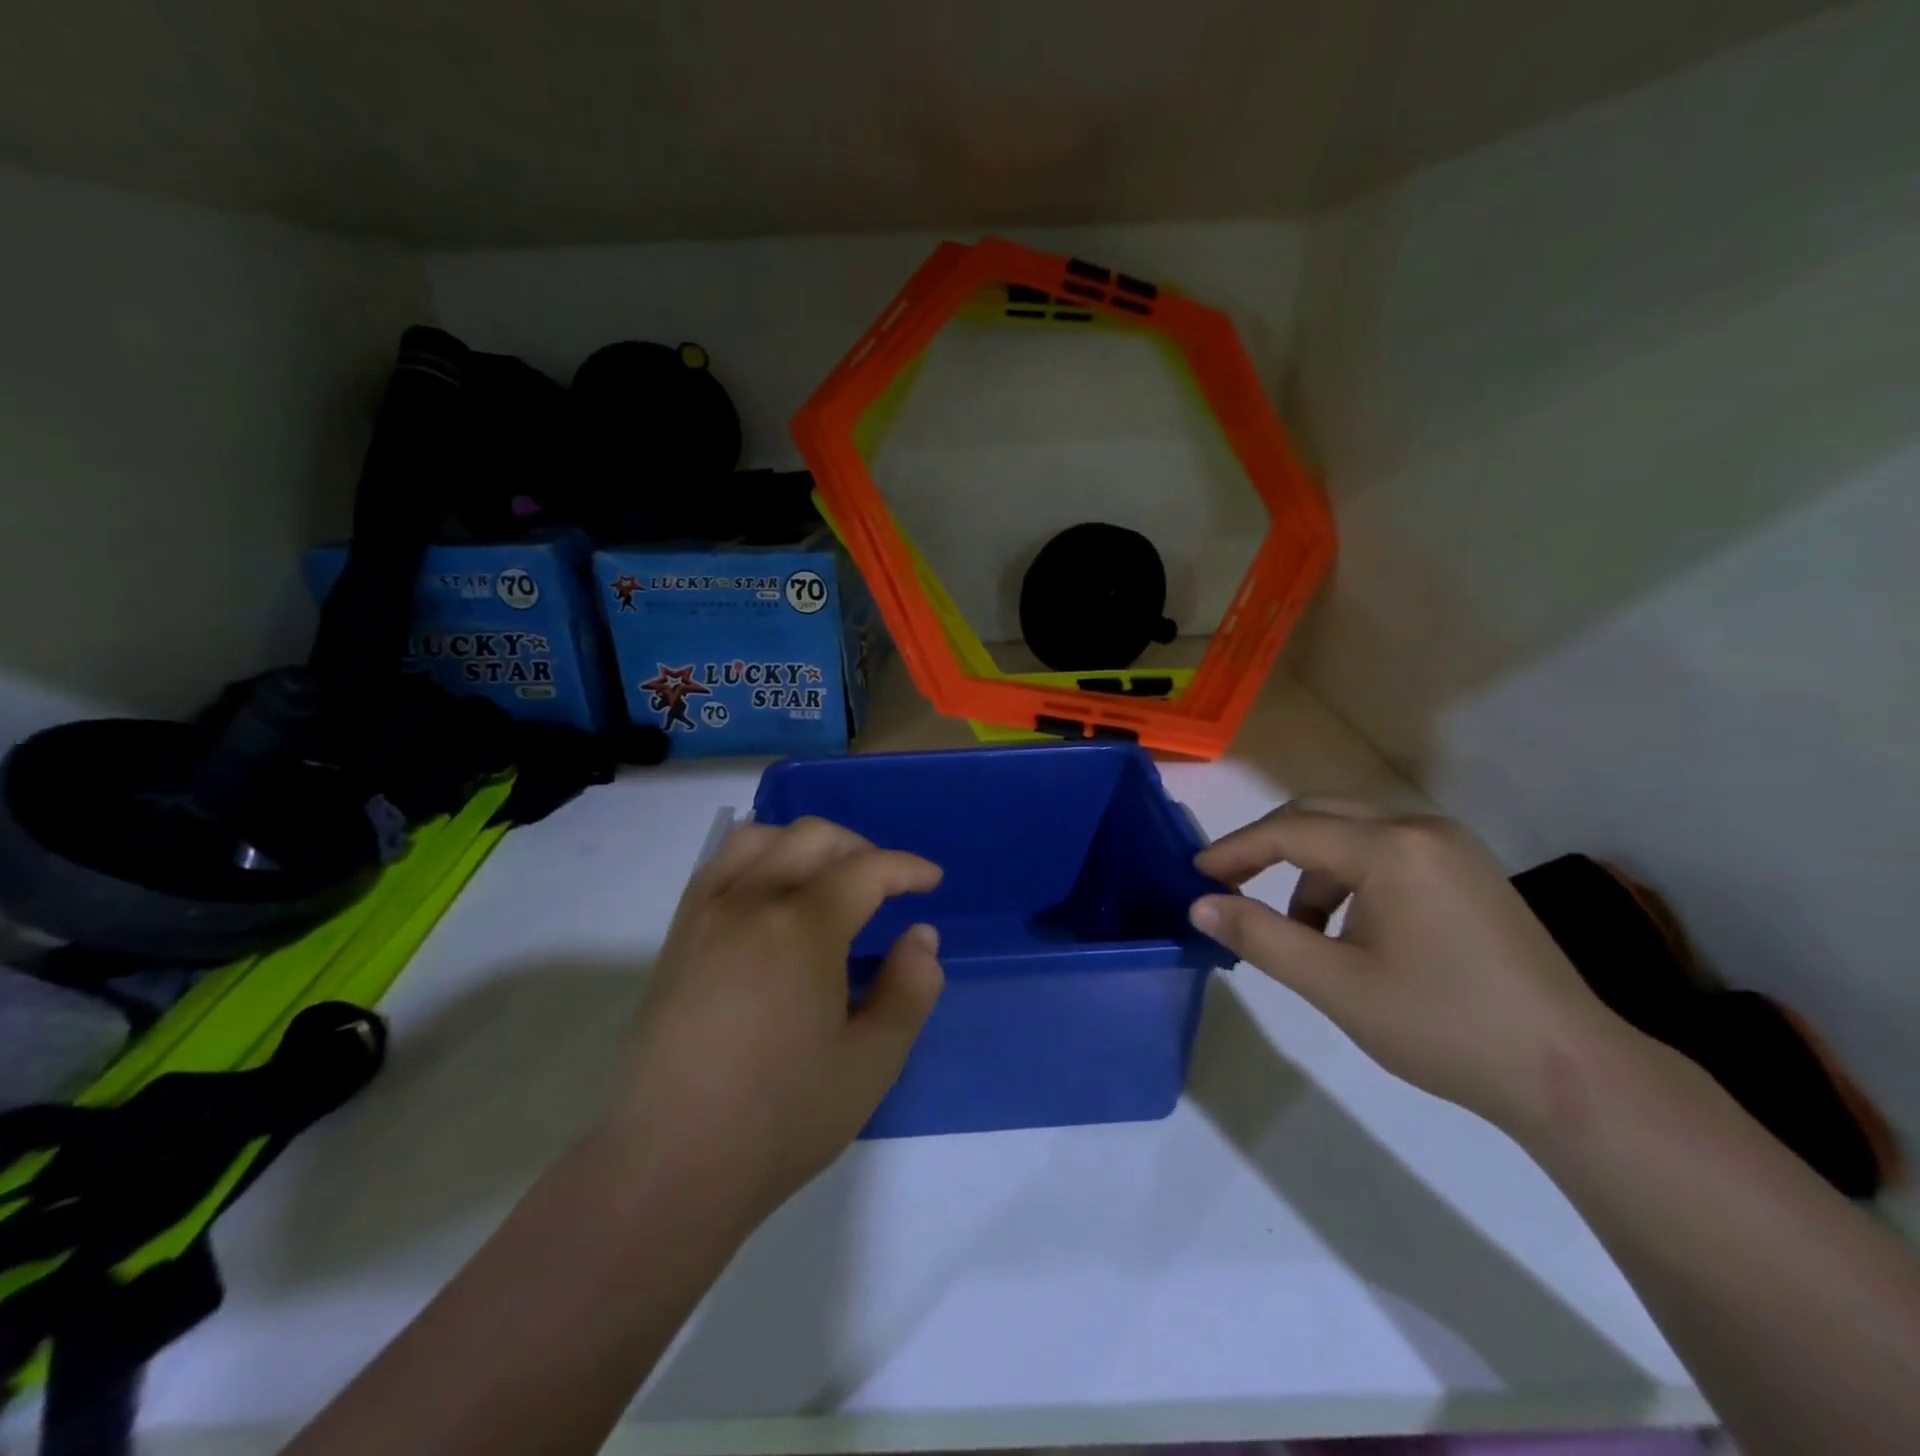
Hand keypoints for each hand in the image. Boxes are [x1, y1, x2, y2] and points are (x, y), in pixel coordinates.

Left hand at [608, 817, 944, 1220]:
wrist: (671, 1165)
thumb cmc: (782, 1118)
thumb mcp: (872, 1063)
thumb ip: (909, 990)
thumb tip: (921, 937)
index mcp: (803, 928)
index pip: (866, 870)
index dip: (907, 868)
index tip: (931, 880)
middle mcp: (751, 902)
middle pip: (812, 837)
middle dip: (861, 847)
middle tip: (887, 883)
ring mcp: (706, 915)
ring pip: (760, 839)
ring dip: (805, 844)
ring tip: (828, 879)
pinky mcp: (678, 936)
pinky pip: (720, 866)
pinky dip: (758, 858)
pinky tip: (771, 895)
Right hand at [1192, 798, 1631, 1134]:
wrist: (1571, 1074)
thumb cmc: (1443, 1026)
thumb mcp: (1336, 985)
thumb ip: (1261, 937)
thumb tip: (1200, 905)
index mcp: (1392, 848)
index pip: (1289, 831)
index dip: (1235, 850)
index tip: (1195, 876)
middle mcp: (1422, 830)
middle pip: (1319, 817)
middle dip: (1267, 848)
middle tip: (1226, 884)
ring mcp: (1451, 848)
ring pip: (1352, 837)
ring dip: (1309, 871)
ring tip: (1297, 931)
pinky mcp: (1467, 873)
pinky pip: (1385, 855)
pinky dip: (1348, 881)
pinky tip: (1348, 933)